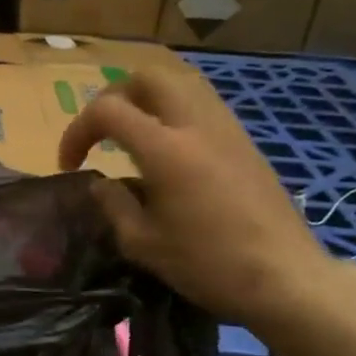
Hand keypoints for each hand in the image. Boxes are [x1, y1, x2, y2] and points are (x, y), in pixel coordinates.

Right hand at [58, 66, 347, 334]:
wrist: (285, 277)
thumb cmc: (208, 265)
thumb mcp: (143, 244)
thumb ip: (113, 205)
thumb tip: (100, 183)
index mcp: (165, 150)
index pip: (108, 110)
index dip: (77, 131)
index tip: (70, 166)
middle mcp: (196, 125)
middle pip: (147, 77)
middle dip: (113, 99)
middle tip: (102, 135)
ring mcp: (226, 129)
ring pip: (180, 83)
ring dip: (146, 100)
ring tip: (133, 136)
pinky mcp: (245, 141)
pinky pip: (202, 105)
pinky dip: (174, 113)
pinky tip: (169, 153)